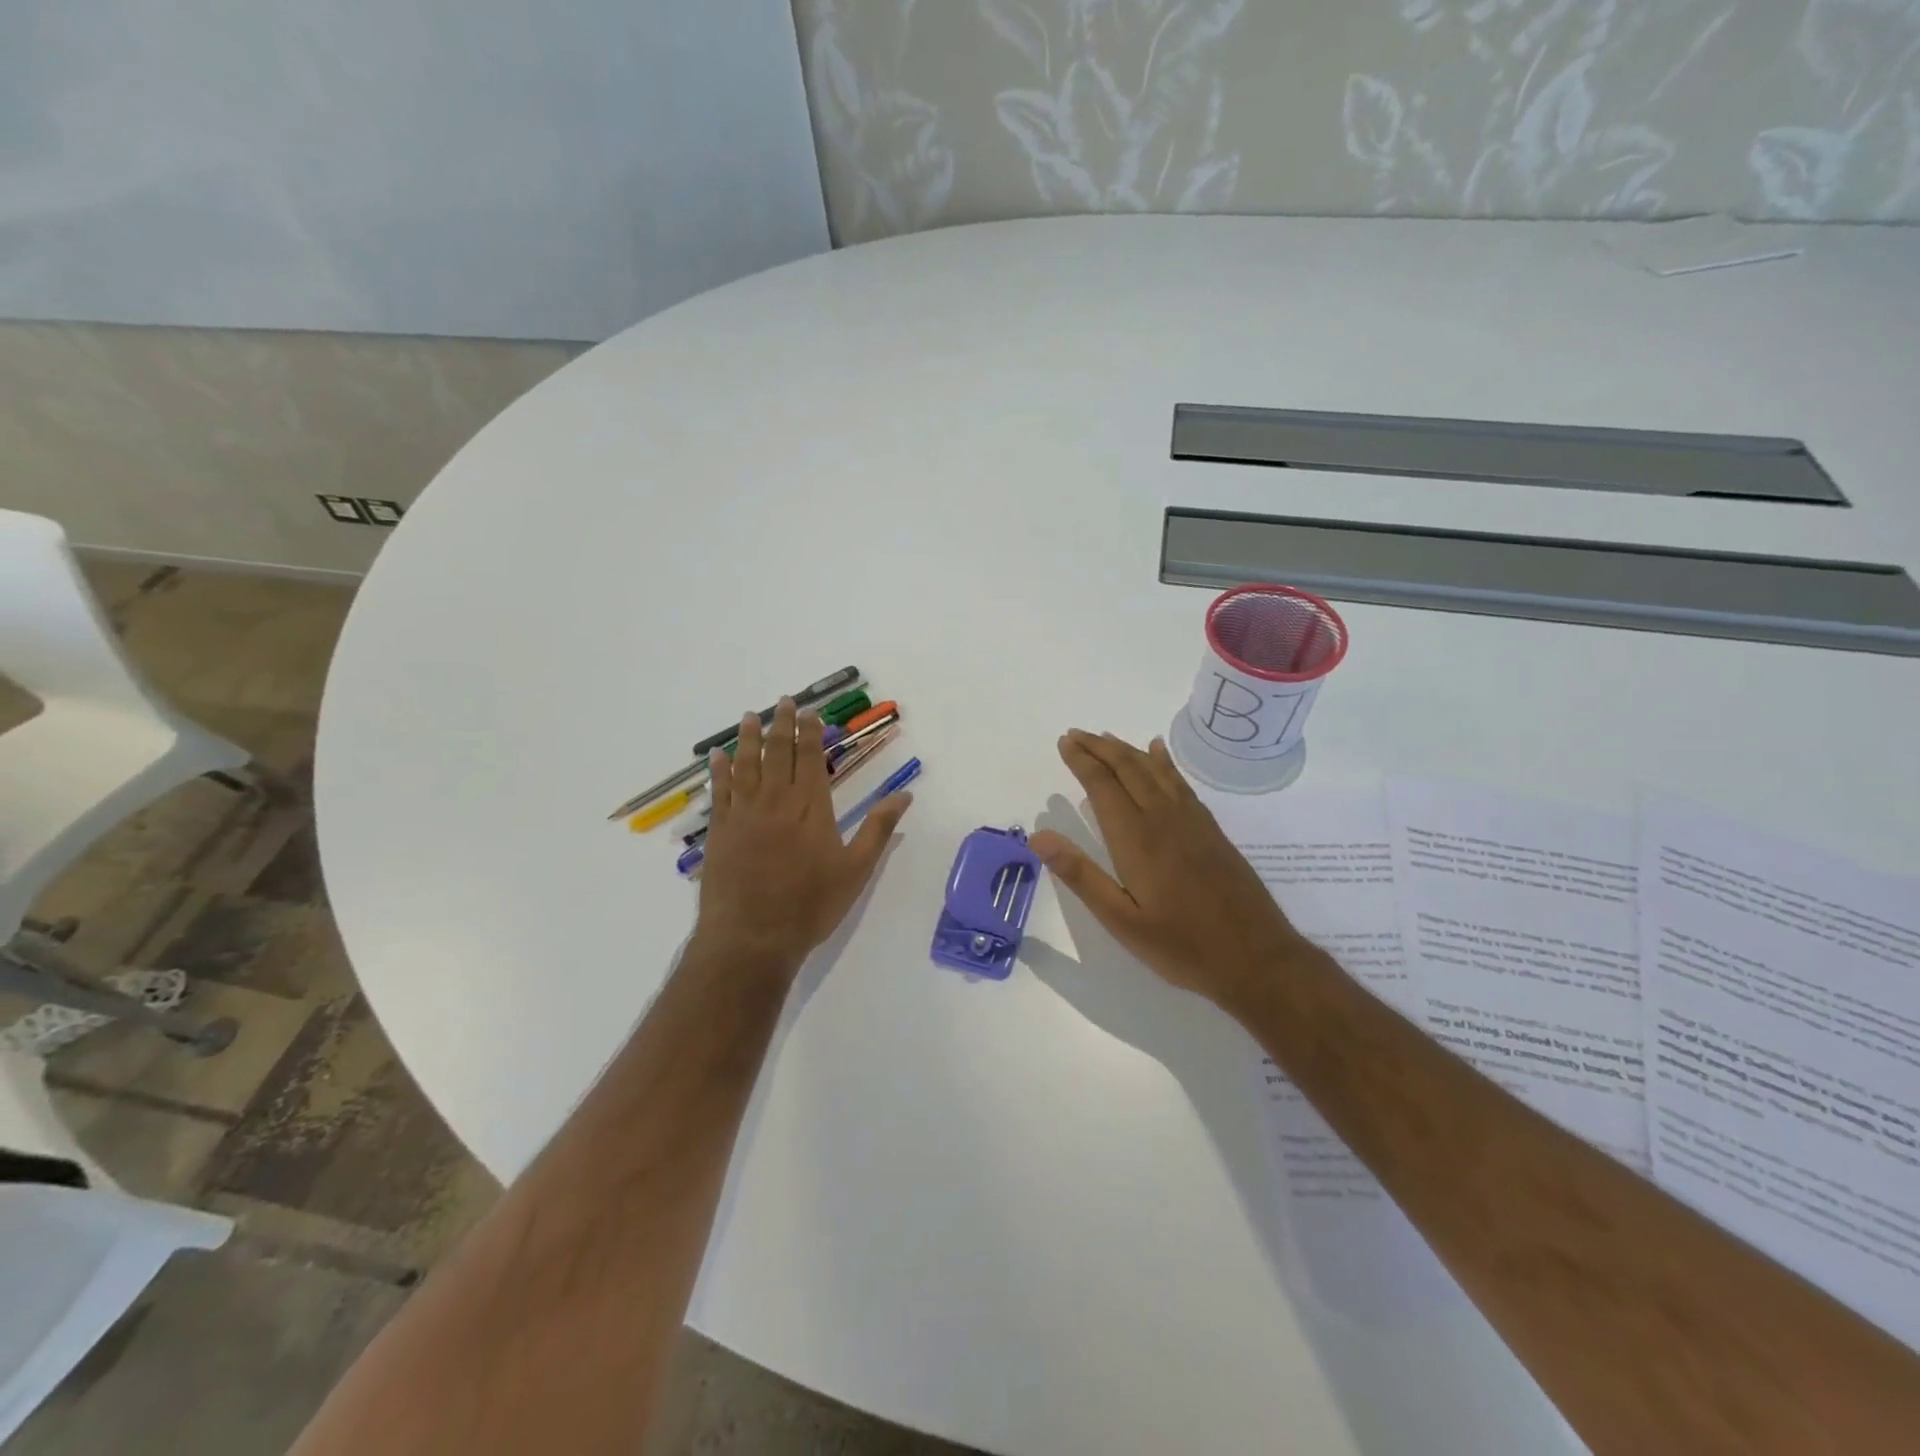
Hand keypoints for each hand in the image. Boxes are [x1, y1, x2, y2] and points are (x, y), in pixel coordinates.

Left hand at [693, 697, 912, 973]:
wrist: (752, 937)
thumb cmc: (810, 906)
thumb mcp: (856, 870)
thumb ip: (878, 829)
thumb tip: (905, 795)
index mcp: (812, 809)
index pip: (811, 760)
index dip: (811, 734)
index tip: (809, 713)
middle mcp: (777, 802)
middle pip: (779, 754)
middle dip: (782, 725)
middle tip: (783, 701)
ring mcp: (744, 814)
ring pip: (747, 765)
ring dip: (750, 738)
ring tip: (751, 716)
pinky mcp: (721, 831)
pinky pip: (720, 791)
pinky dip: (720, 771)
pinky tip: (718, 756)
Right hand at [1029, 730, 1306, 1011]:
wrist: (1257, 958)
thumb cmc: (1182, 946)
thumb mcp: (1121, 921)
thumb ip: (1080, 875)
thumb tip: (1039, 836)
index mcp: (1136, 839)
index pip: (1103, 786)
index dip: (1082, 761)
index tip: (1064, 742)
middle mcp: (1163, 819)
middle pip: (1128, 769)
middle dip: (1099, 748)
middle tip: (1075, 734)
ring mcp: (1191, 821)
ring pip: (1154, 771)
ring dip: (1126, 750)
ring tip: (1105, 737)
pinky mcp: (1210, 829)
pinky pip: (1180, 782)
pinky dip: (1164, 762)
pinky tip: (1158, 753)